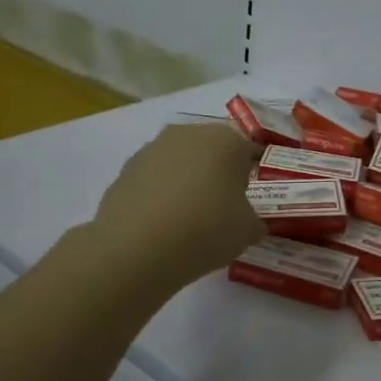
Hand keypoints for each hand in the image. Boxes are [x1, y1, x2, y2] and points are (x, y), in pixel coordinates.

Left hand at [89, 122, 262, 288]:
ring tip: (188, 218)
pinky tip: (161, 224)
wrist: (136, 247)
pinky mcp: (126, 169)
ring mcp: (153, 148)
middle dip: (218, 173)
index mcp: (226, 140)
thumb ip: (254, 222)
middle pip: (212, 150)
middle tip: (222, 207)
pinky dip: (160, 194)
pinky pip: (154, 179)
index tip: (253, 197)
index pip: (249, 151)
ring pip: (180, 162)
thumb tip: (250, 222)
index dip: (253, 174)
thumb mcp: (247, 232)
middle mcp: (189, 133)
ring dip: (187, 181)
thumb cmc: (205, 229)